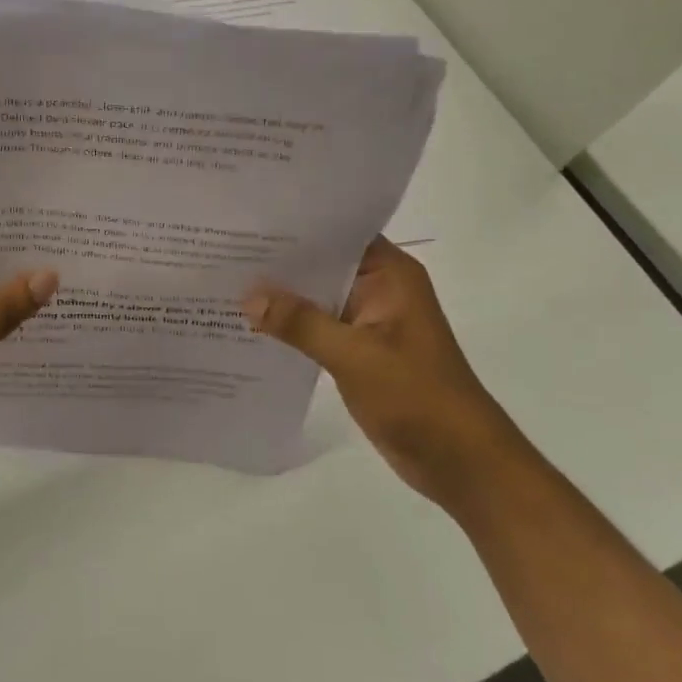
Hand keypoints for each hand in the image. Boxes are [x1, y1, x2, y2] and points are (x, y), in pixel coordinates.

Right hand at [245, 238, 528, 506]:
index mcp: (390, 274)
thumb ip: (300, 322)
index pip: (337, 233)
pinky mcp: (358, 349)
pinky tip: (249, 322)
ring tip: (224, 278)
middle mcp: (378, 288)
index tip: (247, 219)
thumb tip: (247, 296)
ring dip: (280, 294)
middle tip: (222, 246)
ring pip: (316, 295)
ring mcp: (368, 320)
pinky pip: (316, 325)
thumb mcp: (354, 355)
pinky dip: (289, 324)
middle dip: (278, 260)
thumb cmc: (417, 396)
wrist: (460, 462)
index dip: (294, 225)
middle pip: (321, 263)